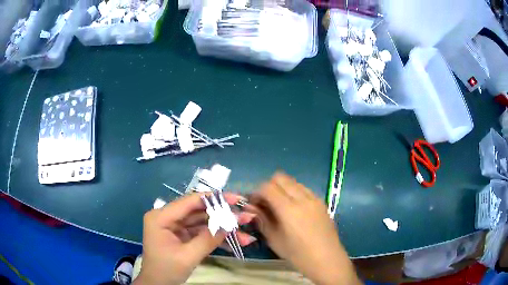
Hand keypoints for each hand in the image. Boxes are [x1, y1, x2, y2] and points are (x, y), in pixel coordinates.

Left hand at [134, 193, 255, 284]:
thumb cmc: (166, 271)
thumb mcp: (187, 256)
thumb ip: (208, 239)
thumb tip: (229, 222)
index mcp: (161, 217)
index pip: (189, 202)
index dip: (214, 199)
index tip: (236, 199)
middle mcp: (168, 218)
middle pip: (199, 212)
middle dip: (224, 217)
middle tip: (246, 217)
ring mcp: (176, 227)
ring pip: (203, 224)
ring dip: (224, 229)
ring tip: (247, 234)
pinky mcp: (183, 236)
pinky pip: (202, 234)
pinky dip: (218, 238)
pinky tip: (236, 242)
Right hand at [245, 173, 361, 284]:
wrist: (327, 259)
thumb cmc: (299, 255)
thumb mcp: (275, 240)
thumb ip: (262, 220)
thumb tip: (252, 207)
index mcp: (289, 209)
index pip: (268, 187)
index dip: (257, 192)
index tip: (254, 203)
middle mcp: (302, 198)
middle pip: (280, 178)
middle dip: (269, 186)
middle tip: (265, 202)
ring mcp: (314, 198)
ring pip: (293, 181)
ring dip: (282, 188)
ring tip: (279, 205)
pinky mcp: (321, 201)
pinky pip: (304, 189)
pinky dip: (294, 192)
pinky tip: (294, 209)